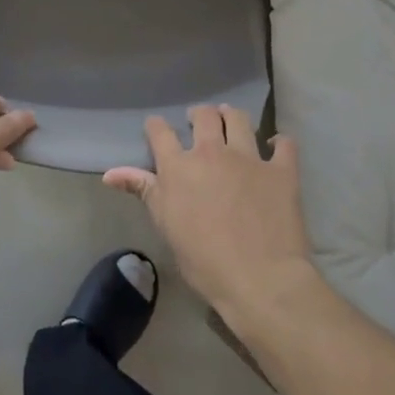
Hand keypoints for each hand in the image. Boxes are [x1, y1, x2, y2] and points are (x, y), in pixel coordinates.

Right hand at [104, 105, 316, 322]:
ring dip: (231, 116)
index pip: (160, 131)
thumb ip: (143, 191)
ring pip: (238, 119)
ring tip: (230, 120)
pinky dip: (278, 142)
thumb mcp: (165, 225)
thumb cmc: (204, 260)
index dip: (156, 127)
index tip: (157, 130)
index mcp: (178, 166)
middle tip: (199, 123)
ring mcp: (249, 157)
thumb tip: (110, 173)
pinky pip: (283, 143)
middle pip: (203, 116)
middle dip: (198, 115)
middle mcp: (211, 152)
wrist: (260, 279)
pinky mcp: (282, 170)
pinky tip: (275, 146)